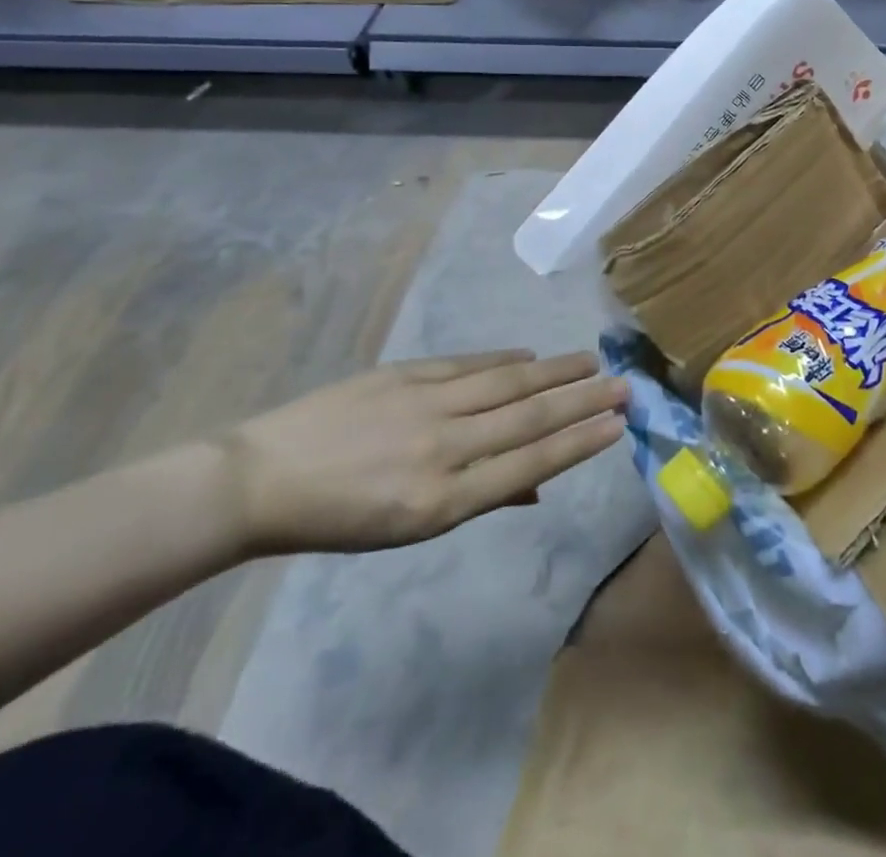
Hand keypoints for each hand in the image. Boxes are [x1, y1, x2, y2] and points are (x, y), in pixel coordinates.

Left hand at [214, 350, 627, 556]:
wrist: (261, 479)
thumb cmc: (340, 518)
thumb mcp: (410, 529)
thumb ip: (480, 501)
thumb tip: (539, 487)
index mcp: (442, 501)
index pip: (529, 466)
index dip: (577, 443)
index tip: (616, 425)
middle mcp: (443, 449)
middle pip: (529, 418)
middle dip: (582, 402)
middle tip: (624, 386)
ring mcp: (425, 406)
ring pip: (507, 383)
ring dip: (555, 372)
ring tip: (591, 362)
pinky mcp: (407, 375)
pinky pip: (470, 364)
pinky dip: (506, 360)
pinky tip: (531, 356)